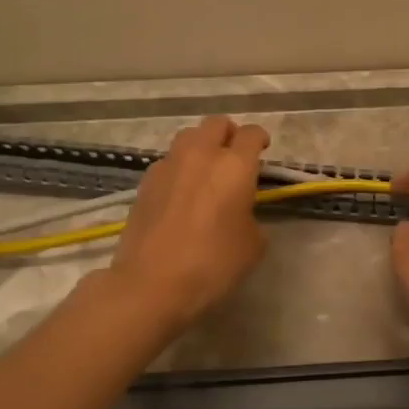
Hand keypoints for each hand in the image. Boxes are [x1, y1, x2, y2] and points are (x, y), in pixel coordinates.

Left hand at [108, 115, 269, 328]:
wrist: (151, 284)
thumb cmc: (212, 264)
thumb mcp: (252, 245)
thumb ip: (252, 216)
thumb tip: (240, 211)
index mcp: (234, 165)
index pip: (251, 134)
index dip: (260, 139)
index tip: (263, 151)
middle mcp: (201, 155)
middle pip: (216, 124)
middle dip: (229, 134)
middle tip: (234, 156)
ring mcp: (169, 165)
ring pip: (188, 137)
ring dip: (201, 146)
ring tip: (205, 171)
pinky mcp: (145, 182)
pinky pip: (168, 162)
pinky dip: (179, 168)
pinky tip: (181, 193)